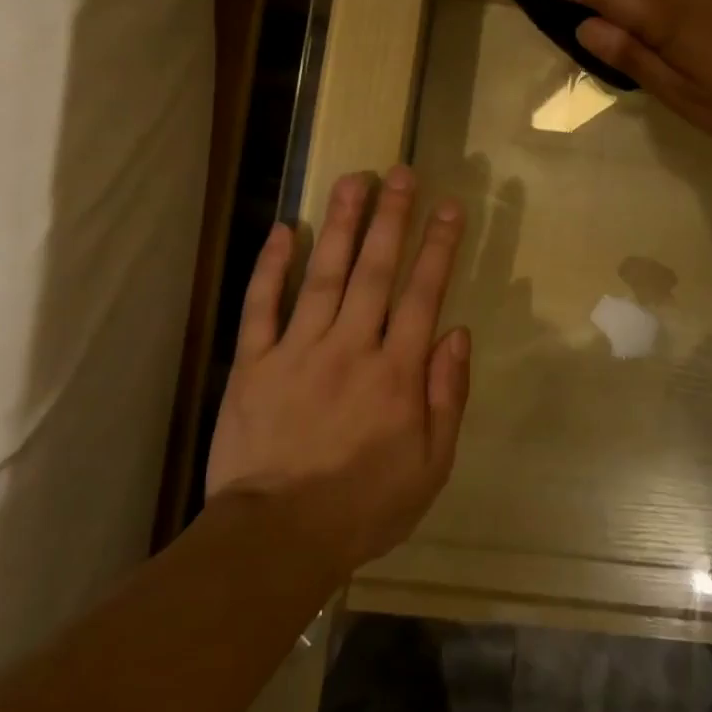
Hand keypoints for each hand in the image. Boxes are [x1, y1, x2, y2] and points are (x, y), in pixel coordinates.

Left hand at [205, 167, 469, 573]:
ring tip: (354, 179)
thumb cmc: (363, 506)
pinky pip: (262, 306)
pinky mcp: (254, 363)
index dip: (438, 247)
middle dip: (392, 218)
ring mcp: (298, 350)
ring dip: (341, 224)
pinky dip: (272, 266)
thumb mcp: (430, 466)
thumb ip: (447, 397)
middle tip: (401, 172)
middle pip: (375, 270)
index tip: (449, 207)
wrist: (277, 539)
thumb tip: (458, 334)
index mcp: (396, 372)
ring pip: (324, 275)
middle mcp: (350, 347)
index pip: (423, 294)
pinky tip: (284, 230)